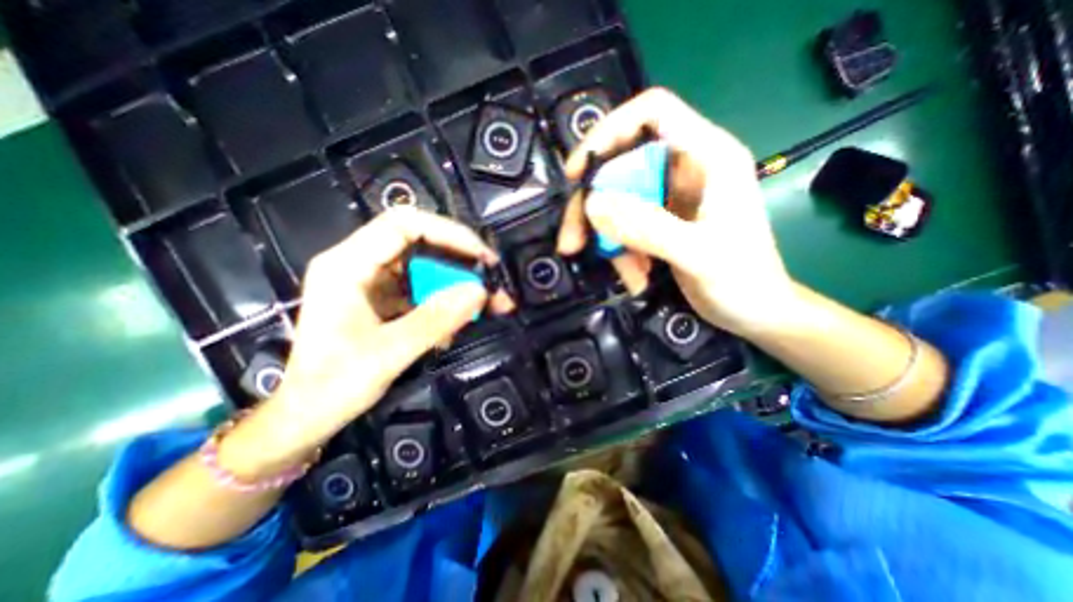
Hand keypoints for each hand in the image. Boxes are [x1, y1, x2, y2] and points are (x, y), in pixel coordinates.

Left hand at [222, 208, 509, 477]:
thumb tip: (480, 292)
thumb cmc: (334, 385)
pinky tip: (461, 321)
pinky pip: (424, 289)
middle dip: (461, 262)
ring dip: (459, 284)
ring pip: (427, 267)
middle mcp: (360, 264)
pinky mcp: (385, 298)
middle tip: (492, 284)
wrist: (309, 413)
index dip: (448, 233)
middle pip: (421, 243)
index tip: (481, 256)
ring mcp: (374, 281)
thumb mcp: (388, 353)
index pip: (404, 225)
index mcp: (347, 265)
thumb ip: (435, 320)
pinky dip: (447, 302)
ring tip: (487, 304)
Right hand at [562, 87, 794, 335]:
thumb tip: (592, 204)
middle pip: (621, 166)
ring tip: (626, 274)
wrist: (756, 311)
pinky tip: (637, 276)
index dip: (609, 132)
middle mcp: (685, 169)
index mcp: (707, 156)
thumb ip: (647, 227)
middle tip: (572, 241)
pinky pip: (625, 227)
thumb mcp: (698, 253)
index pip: (651, 113)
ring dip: (608, 239)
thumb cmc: (743, 281)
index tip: (577, 172)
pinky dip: (622, 252)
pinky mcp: (661, 222)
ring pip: (618, 202)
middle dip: (593, 206)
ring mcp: (671, 198)